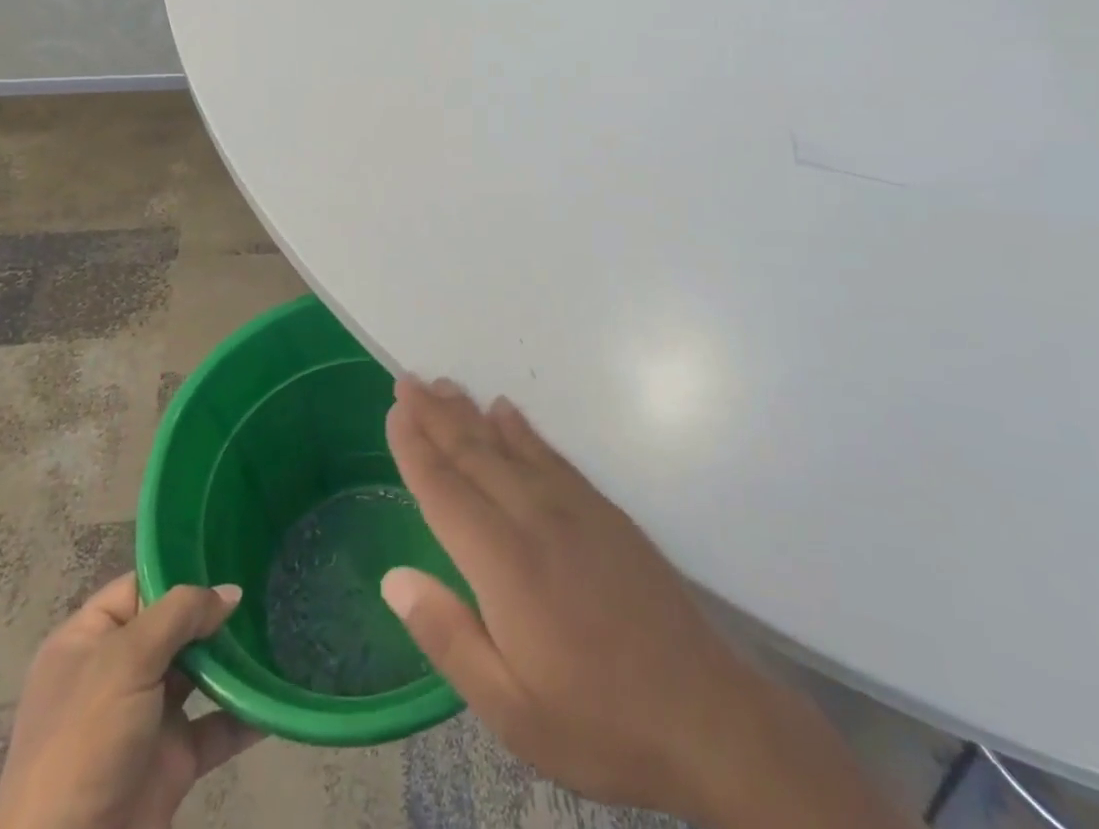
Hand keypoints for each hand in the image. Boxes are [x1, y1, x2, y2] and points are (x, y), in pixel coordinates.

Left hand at [0, 573, 263, 828]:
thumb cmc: (84, 744)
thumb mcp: (125, 661)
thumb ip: (180, 614)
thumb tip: (231, 592)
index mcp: (88, 642)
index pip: (139, 587)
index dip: (179, 570)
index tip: (228, 553)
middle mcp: (117, 674)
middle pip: (175, 627)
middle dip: (217, 611)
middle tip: (267, 585)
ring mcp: (146, 718)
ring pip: (201, 672)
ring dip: (237, 657)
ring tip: (282, 626)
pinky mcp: (173, 760)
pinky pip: (218, 725)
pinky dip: (248, 711)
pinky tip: (279, 691)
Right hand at [382, 379, 909, 828]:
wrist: (704, 712)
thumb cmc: (597, 720)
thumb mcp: (510, 709)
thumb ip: (447, 636)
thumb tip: (394, 577)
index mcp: (504, 563)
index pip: (445, 491)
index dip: (416, 448)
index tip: (394, 410)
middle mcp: (534, 517)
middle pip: (474, 453)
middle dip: (436, 415)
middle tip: (408, 379)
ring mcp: (574, 506)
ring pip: (510, 444)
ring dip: (472, 412)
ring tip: (445, 385)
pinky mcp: (602, 509)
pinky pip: (550, 454)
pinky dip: (522, 429)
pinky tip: (507, 412)